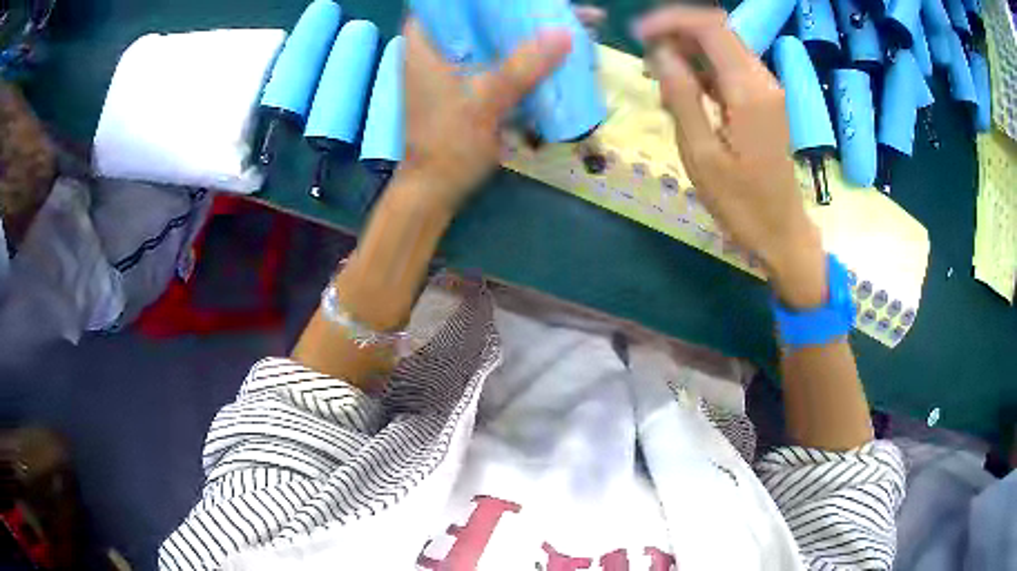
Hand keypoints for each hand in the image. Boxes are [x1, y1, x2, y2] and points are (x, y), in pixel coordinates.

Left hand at [398, 18, 571, 212]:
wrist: (436, 189)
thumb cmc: (447, 146)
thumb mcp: (485, 103)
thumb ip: (522, 68)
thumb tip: (564, 33)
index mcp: (425, 43)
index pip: (447, 1)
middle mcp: (437, 47)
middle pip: (480, 14)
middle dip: (521, 9)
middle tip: (562, 8)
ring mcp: (455, 65)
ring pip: (494, 34)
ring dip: (529, 29)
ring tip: (573, 25)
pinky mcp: (470, 83)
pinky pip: (502, 57)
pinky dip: (527, 53)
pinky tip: (558, 54)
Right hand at [635, 7, 825, 308]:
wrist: (782, 232)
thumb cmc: (741, 204)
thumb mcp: (702, 155)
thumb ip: (681, 97)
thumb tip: (660, 54)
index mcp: (749, 91)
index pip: (709, 26)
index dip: (670, 21)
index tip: (638, 36)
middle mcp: (762, 79)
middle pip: (716, 30)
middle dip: (676, 35)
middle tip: (646, 63)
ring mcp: (766, 89)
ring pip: (721, 47)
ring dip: (687, 54)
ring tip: (660, 84)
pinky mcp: (765, 101)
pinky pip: (729, 69)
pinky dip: (702, 71)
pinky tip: (684, 96)